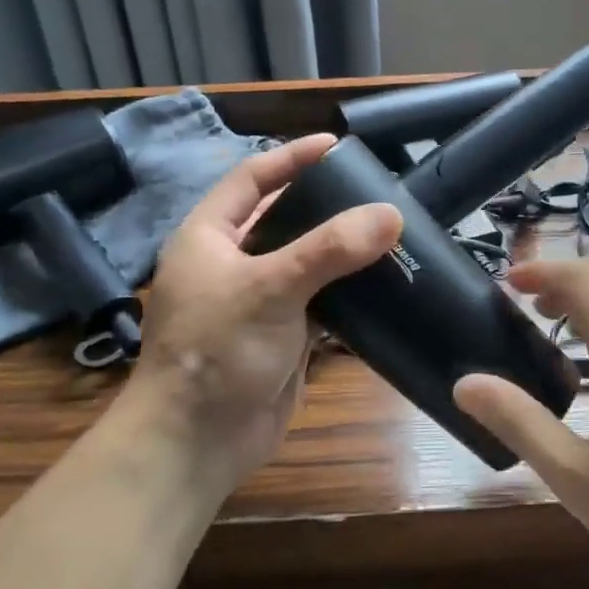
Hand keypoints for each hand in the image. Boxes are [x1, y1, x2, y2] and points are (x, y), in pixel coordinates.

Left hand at [122, 135, 400, 498]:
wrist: (197, 443)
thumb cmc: (217, 350)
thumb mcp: (270, 288)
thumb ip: (330, 249)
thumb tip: (390, 216)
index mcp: (209, 237)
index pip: (251, 179)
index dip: (291, 158)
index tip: (336, 144)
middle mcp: (231, 263)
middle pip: (283, 219)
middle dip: (325, 205)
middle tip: (374, 191)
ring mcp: (257, 302)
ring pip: (306, 263)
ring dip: (341, 251)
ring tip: (388, 232)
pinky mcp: (280, 336)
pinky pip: (319, 303)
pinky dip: (347, 294)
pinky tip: (383, 284)